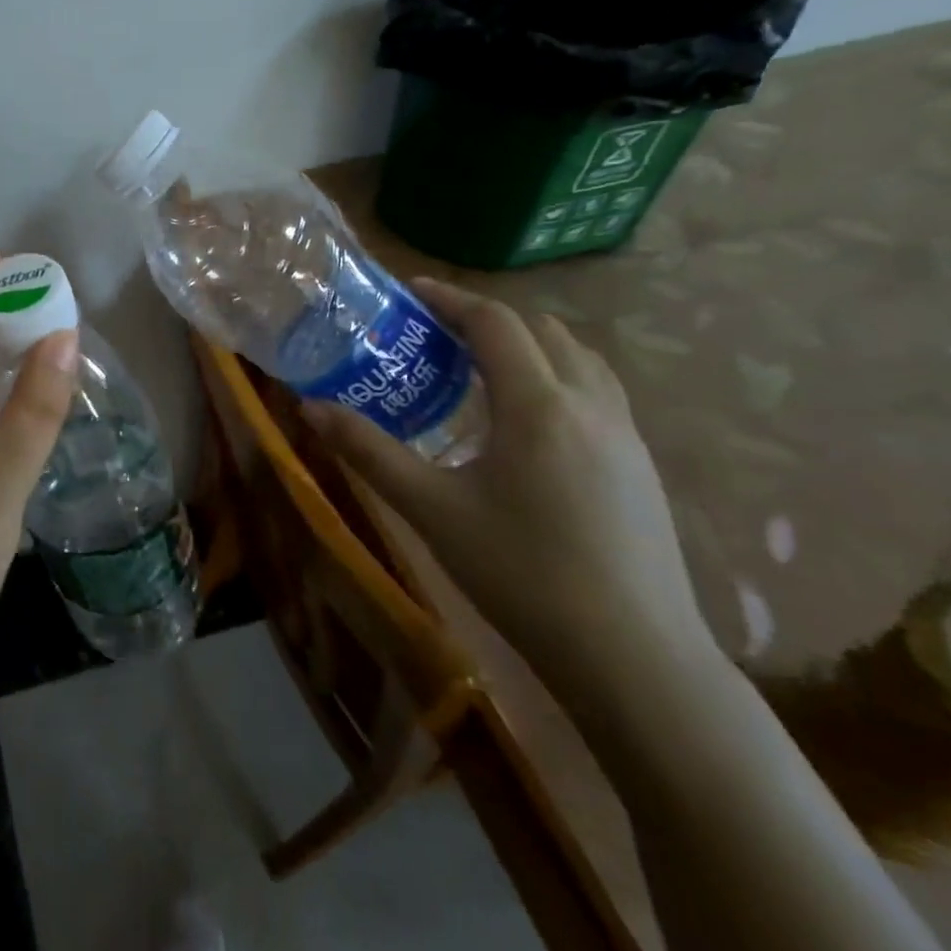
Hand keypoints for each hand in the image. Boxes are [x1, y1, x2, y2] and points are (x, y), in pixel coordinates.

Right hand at [302, 277, 715, 704]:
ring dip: (527, 346)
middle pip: (541, 331)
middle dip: (487, 319)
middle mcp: (590, 406)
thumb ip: (368, 451)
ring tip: (478, 368)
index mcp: (539, 405)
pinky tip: (525, 423)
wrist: (635, 658)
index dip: (450, 299)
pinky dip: (555, 378)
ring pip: (578, 360)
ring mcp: (626, 437)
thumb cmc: (522, 574)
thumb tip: (310, 408)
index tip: (410, 292)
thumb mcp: (431, 509)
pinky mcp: (641, 468)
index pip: (495, 323)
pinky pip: (597, 393)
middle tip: (435, 334)